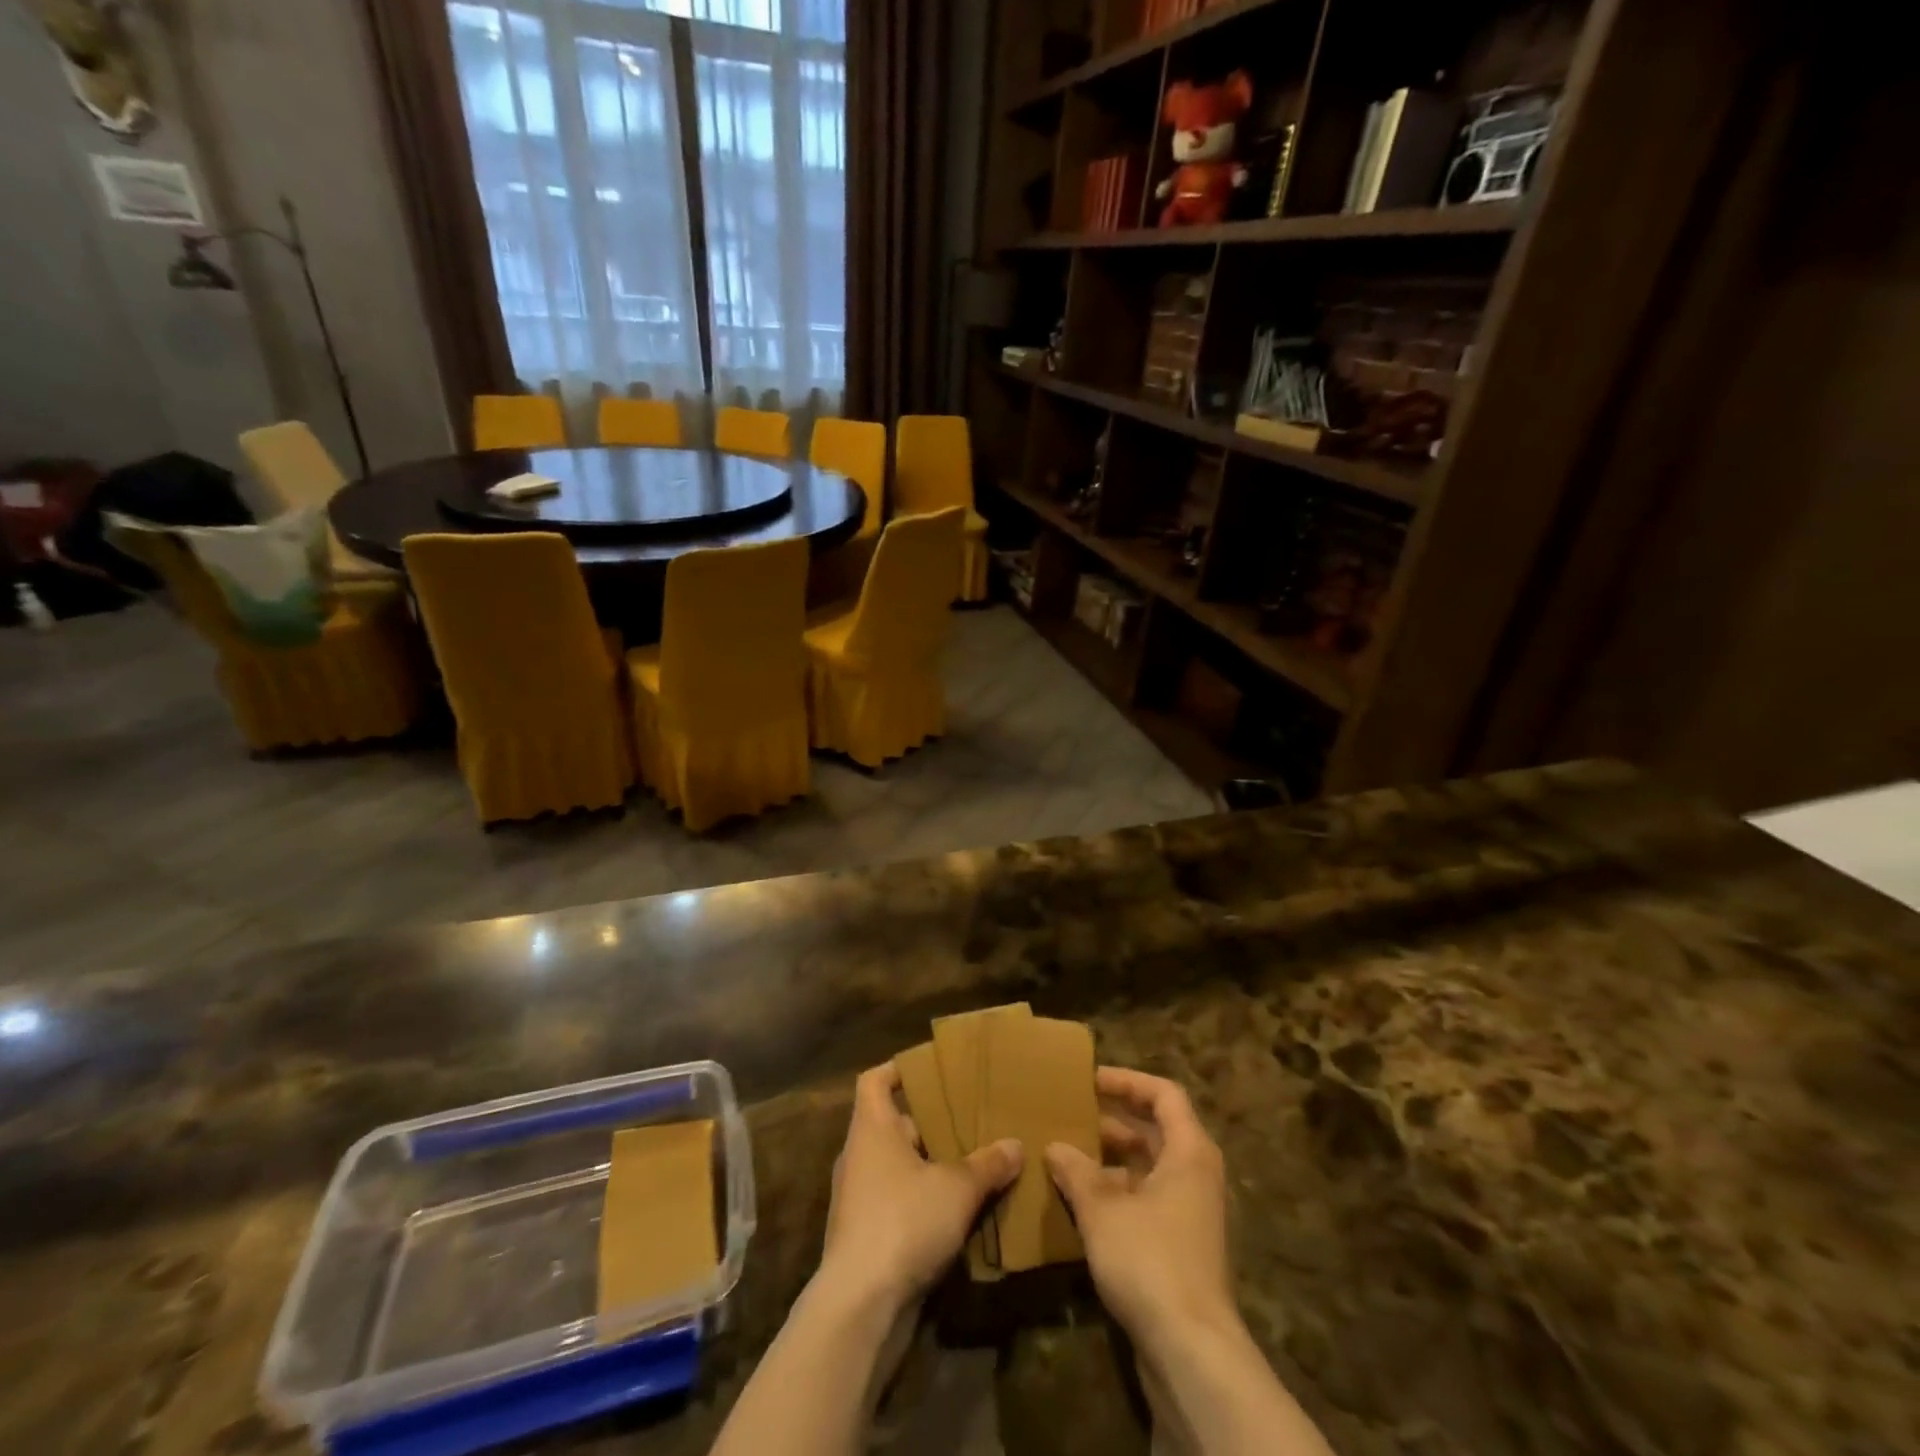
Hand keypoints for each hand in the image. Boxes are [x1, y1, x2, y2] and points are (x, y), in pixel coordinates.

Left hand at [820, 1063, 1022, 1312]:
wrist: (860, 1306)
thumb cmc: (904, 1221)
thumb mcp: (957, 1188)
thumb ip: (987, 1164)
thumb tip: (1015, 1145)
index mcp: (872, 1129)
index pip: (874, 1081)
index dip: (899, 1070)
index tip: (931, 1070)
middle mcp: (859, 1157)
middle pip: (893, 1125)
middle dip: (929, 1124)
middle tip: (969, 1121)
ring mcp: (858, 1200)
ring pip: (898, 1168)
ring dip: (930, 1167)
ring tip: (972, 1166)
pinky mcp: (864, 1238)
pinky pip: (897, 1204)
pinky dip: (923, 1203)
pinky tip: (958, 1214)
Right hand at [1045, 1067, 1235, 1355]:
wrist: (1191, 1351)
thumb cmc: (1150, 1259)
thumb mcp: (1103, 1208)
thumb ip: (1077, 1171)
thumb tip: (1055, 1147)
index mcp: (1189, 1152)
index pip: (1163, 1094)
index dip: (1127, 1081)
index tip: (1089, 1081)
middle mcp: (1196, 1175)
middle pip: (1156, 1130)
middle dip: (1113, 1121)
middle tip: (1071, 1115)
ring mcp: (1191, 1213)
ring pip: (1149, 1168)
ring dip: (1111, 1160)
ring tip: (1067, 1157)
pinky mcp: (1181, 1247)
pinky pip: (1147, 1201)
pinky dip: (1117, 1194)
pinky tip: (1081, 1204)